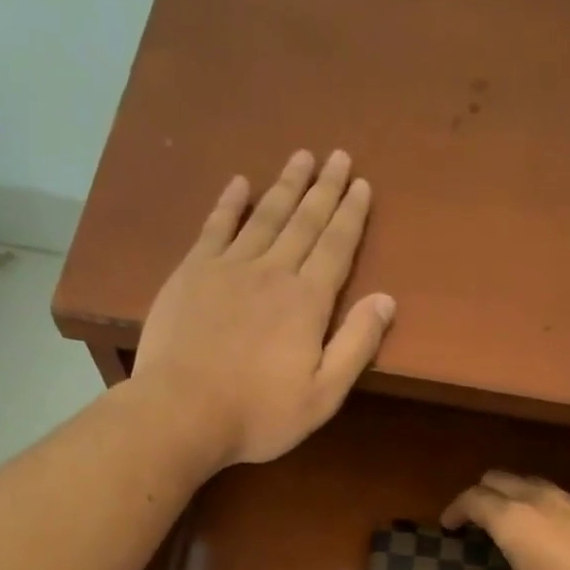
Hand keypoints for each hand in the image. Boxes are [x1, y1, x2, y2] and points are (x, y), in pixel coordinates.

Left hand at [130, 149, 395, 468]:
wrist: (183, 412)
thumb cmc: (259, 413)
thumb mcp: (323, 395)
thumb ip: (356, 346)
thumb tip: (386, 300)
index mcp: (307, 302)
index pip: (337, 247)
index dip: (351, 215)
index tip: (362, 184)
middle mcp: (272, 272)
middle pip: (304, 222)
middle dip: (324, 189)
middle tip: (338, 156)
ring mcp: (228, 268)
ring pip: (264, 216)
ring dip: (286, 185)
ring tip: (302, 157)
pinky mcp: (192, 273)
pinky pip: (216, 227)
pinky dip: (230, 203)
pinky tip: (239, 183)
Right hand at [441, 473, 569, 569]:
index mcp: (512, 519)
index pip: (472, 500)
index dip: (455, 510)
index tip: (448, 525)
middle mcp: (537, 499)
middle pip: (498, 479)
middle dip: (480, 494)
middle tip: (474, 519)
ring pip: (530, 482)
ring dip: (512, 494)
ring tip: (510, 522)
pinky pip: (556, 495)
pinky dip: (540, 503)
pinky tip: (549, 531)